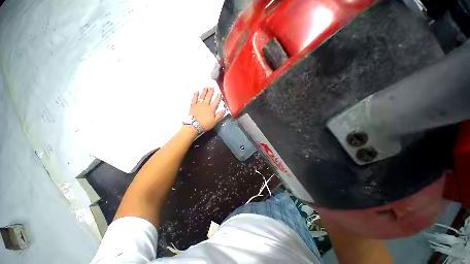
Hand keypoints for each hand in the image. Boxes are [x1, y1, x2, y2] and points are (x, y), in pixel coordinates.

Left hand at [190, 87, 224, 130]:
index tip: (219, 93)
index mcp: (211, 109)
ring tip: (206, 87)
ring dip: (204, 91)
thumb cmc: (205, 124)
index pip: (216, 101)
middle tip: (212, 87)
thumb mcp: (215, 121)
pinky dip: (195, 95)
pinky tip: (197, 91)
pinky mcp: (193, 106)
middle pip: (209, 97)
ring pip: (202, 96)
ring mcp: (198, 104)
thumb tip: (224, 110)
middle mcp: (205, 105)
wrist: (194, 125)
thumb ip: (220, 115)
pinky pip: (194, 99)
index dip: (218, 97)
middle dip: (211, 91)